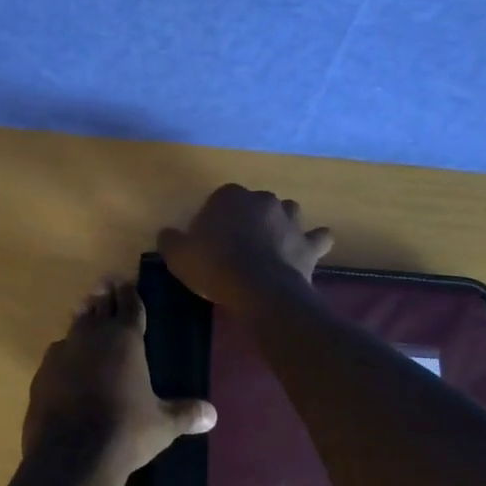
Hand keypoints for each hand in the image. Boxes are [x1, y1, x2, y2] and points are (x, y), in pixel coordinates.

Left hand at [23, 279, 215, 485]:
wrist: (71, 456)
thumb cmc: (125, 432)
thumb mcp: (162, 425)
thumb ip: (185, 413)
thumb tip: (213, 414)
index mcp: (125, 338)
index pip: (130, 304)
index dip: (130, 292)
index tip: (127, 282)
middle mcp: (93, 335)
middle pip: (99, 306)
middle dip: (104, 296)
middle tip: (106, 284)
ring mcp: (63, 352)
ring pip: (75, 326)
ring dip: (83, 319)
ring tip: (85, 312)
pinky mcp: (42, 373)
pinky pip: (57, 355)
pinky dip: (65, 354)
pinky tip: (67, 363)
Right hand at [157, 184, 334, 315]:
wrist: (258, 289)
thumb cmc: (214, 266)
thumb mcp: (178, 255)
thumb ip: (170, 240)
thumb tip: (167, 234)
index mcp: (230, 196)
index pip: (220, 199)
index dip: (215, 219)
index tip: (209, 241)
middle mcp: (262, 200)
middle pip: (254, 204)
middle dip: (249, 219)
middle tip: (238, 246)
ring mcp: (290, 219)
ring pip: (288, 212)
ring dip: (282, 224)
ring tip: (272, 245)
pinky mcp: (308, 243)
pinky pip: (318, 237)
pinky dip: (315, 242)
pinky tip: (308, 250)